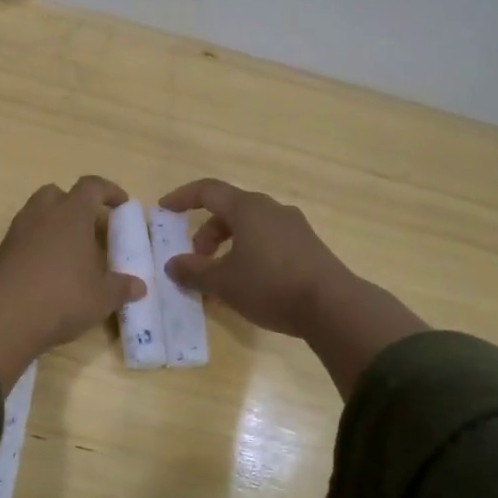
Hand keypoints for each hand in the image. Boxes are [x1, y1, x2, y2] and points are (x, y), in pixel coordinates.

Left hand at [0, 177, 143, 387]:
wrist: (6, 317)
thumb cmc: (63, 297)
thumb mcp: (102, 297)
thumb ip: (122, 287)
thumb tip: (139, 286)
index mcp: (71, 214)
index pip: (92, 186)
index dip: (109, 191)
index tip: (122, 204)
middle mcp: (43, 214)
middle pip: (58, 193)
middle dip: (75, 204)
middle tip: (90, 227)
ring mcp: (18, 231)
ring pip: (37, 213)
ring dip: (54, 224)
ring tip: (70, 251)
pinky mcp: (2, 251)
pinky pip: (24, 236)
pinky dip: (38, 244)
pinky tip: (49, 269)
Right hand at [160, 178, 427, 396]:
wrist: (333, 306)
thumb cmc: (270, 285)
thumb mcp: (223, 283)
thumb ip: (194, 272)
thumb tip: (173, 265)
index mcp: (248, 208)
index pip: (208, 191)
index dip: (183, 197)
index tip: (164, 208)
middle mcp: (272, 209)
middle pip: (230, 210)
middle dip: (207, 232)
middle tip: (196, 258)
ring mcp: (294, 227)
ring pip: (251, 227)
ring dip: (229, 245)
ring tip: (221, 276)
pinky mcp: (309, 247)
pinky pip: (269, 240)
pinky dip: (250, 253)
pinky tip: (249, 283)